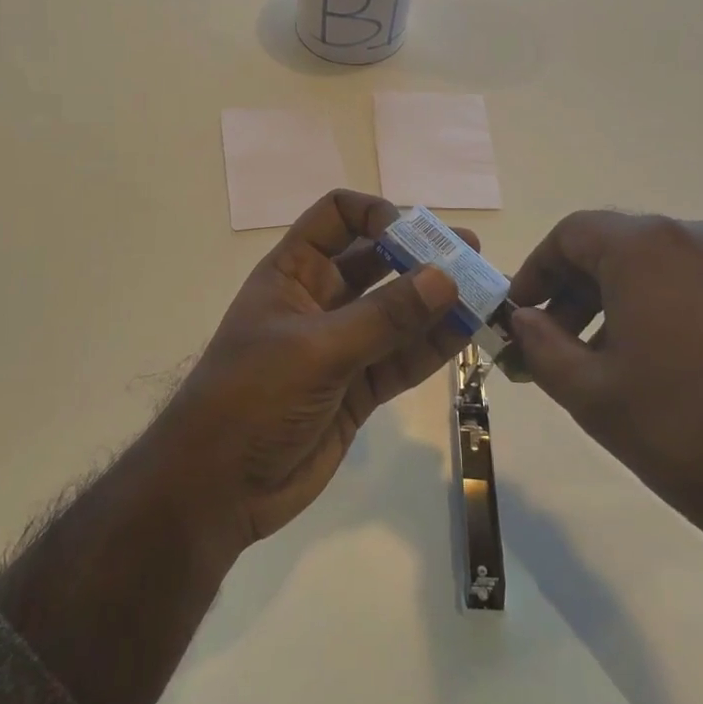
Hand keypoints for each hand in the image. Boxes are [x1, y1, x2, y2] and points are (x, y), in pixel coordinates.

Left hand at [0, 190, 467, 703]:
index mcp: (294, 272)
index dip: (376, 215)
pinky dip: (433, 345)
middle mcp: (321, 299)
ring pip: (398, 311)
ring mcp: (342, 344)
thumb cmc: (251, 397)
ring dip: (438, 301)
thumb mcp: (316, 350)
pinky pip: (402, 357)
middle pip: (377, 261)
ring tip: (485, 291)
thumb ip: (384, 317)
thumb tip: (446, 278)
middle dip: (421, 256)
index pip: (337, 217)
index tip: (413, 237)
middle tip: (470, 254)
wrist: (217, 488)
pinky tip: (468, 332)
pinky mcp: (359, 387)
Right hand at [502, 210, 702, 540]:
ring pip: (668, 268)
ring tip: (616, 364)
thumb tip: (524, 321)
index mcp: (648, 245)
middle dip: (578, 292)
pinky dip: (676, 311)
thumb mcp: (592, 395)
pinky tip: (678, 369)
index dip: (536, 271)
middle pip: (620, 247)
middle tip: (559, 345)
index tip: (521, 314)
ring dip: (627, 303)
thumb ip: (541, 346)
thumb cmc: (690, 431)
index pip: (570, 234)